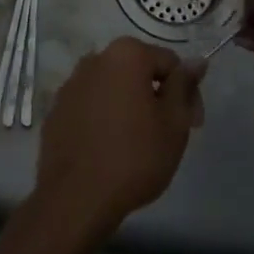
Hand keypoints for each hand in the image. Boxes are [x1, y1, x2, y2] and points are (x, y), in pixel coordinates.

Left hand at [32, 37, 204, 243]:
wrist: (75, 199)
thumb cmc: (134, 157)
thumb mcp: (174, 122)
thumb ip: (184, 85)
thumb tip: (197, 60)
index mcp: (126, 54)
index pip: (170, 63)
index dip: (187, 93)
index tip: (192, 125)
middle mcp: (95, 59)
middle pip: (139, 72)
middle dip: (158, 97)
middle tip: (168, 135)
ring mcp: (71, 85)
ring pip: (113, 89)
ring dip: (130, 106)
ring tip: (138, 144)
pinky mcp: (56, 111)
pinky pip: (90, 107)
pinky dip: (104, 119)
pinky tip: (110, 149)